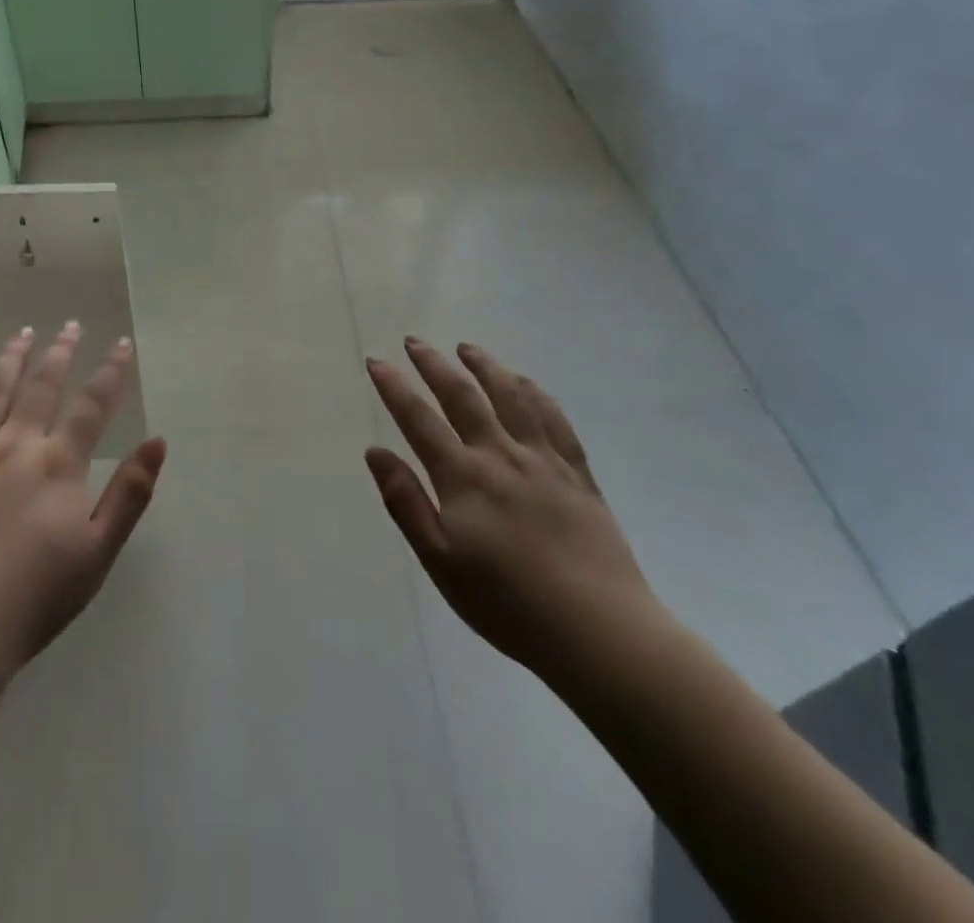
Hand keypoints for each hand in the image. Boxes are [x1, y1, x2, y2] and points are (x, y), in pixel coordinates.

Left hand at [0, 322, 167, 687]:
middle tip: (70, 325)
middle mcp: (15, 447)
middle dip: (60, 353)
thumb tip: (158, 441)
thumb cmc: (34, 599)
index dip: (111, 372)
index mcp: (58, 465)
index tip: (122, 342)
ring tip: (22, 333)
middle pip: (41, 387)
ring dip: (10, 360)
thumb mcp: (98, 552)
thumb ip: (130, 494)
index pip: (93, 406)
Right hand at [365, 338, 660, 686]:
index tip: (377, 361)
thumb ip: (406, 502)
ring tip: (467, 348)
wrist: (599, 631)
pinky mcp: (577, 472)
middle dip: (434, 364)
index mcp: (463, 477)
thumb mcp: (440, 562)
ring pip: (511, 396)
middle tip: (415, 341)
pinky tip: (524, 382)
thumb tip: (375, 452)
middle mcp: (500, 455)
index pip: (419, 419)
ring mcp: (544, 459)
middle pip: (462, 395)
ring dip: (485, 366)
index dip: (394, 386)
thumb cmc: (507, 604)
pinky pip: (554, 418)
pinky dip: (534, 392)